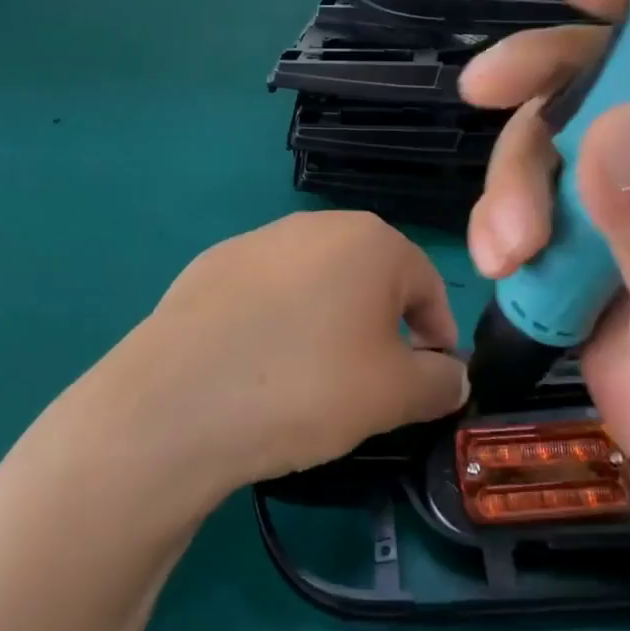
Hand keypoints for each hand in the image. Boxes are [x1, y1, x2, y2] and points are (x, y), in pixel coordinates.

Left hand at [94, 212, 468, 498]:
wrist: (177, 404)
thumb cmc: (308, 386)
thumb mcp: (396, 395)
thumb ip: (440, 381)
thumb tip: (452, 376)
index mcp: (371, 241)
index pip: (427, 285)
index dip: (438, 334)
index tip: (430, 378)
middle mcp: (315, 226)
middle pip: (370, 278)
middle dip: (383, 326)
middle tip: (374, 381)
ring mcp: (256, 241)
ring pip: (316, 284)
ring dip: (329, 323)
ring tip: (313, 378)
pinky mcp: (208, 266)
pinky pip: (265, 295)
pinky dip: (278, 324)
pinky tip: (258, 367)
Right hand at [460, 0, 629, 535]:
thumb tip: (608, 124)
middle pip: (586, 81)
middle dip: (532, 95)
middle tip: (477, 95)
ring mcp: (615, 193)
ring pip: (538, 142)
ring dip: (508, 185)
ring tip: (510, 253)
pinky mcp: (574, 234)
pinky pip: (517, 198)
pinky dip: (497, 222)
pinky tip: (504, 266)